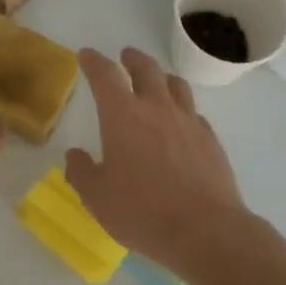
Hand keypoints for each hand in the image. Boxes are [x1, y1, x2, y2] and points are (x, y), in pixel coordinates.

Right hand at [65, 47, 249, 272]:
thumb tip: (75, 156)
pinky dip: (183, 109)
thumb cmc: (142, 211)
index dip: (93, 61)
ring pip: (176, 85)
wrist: (205, 230)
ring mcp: (188, 122)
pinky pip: (194, 113)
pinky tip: (181, 121)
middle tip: (125, 56)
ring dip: (162, 77)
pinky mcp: (210, 139)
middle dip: (132, 59)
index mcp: (122, 116)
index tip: (86, 55)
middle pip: (146, 69)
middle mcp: (156, 109)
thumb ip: (82, 172)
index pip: (105, 75)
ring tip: (157, 80)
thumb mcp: (97, 197)